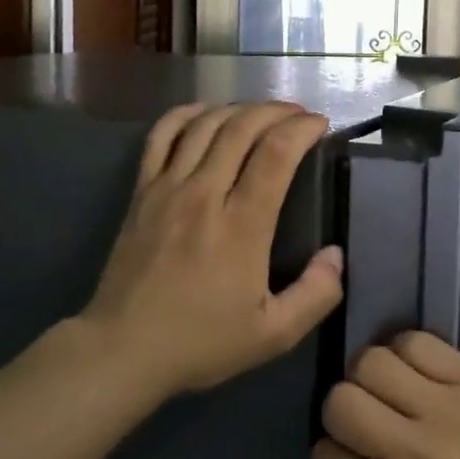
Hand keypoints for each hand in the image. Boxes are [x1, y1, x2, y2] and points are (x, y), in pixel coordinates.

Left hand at [78, 101, 345, 397]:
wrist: (123, 349)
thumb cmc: (201, 343)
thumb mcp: (273, 335)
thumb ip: (315, 295)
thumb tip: (336, 254)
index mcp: (241, 226)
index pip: (276, 154)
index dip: (302, 129)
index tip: (320, 125)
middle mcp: (205, 194)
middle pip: (243, 127)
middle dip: (277, 111)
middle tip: (298, 115)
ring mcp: (168, 188)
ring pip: (206, 124)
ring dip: (239, 108)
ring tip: (261, 113)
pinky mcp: (142, 191)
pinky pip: (162, 136)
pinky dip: (187, 114)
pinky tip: (206, 113)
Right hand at [310, 331, 459, 458]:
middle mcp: (412, 453)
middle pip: (339, 403)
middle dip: (341, 414)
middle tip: (367, 424)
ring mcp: (444, 407)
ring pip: (369, 363)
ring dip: (368, 377)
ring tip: (390, 391)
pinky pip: (415, 341)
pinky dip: (403, 351)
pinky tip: (416, 372)